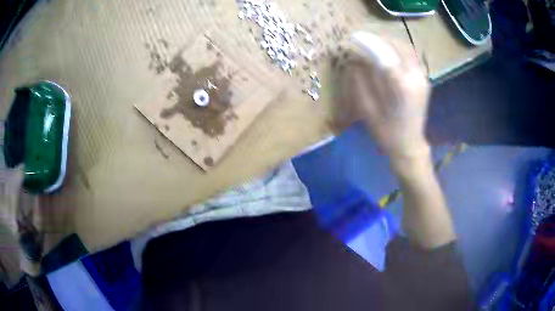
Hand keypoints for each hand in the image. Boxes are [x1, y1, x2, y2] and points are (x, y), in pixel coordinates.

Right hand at [336, 32, 430, 161]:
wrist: (409, 145)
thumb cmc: (386, 132)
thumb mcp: (367, 109)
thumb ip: (360, 82)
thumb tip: (354, 61)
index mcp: (401, 86)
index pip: (384, 54)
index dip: (368, 43)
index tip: (353, 38)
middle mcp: (415, 78)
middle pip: (398, 46)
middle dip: (379, 39)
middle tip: (363, 39)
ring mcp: (423, 78)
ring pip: (407, 49)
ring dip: (390, 42)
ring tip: (375, 43)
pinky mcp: (424, 79)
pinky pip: (413, 56)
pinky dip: (400, 49)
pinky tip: (389, 52)